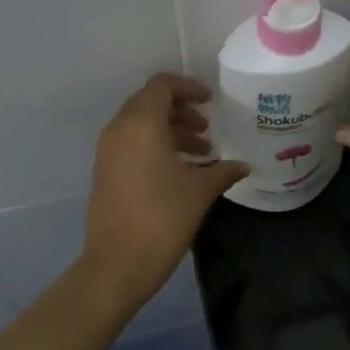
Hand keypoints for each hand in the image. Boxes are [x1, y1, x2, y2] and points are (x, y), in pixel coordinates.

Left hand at [79, 74, 247, 311]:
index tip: (211, 102)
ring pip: (140, 125)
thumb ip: (223, 171)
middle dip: (180, 111)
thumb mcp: (200, 191)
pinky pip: (131, 144)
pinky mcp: (104, 171)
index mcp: (141, 124)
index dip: (188, 87)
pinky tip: (180, 171)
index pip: (161, 85)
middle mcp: (119, 130)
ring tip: (201, 154)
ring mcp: (107, 151)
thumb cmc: (163, 218)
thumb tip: (245, 166)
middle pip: (149, 103)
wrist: (117, 264)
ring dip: (170, 131)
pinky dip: (155, 146)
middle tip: (207, 129)